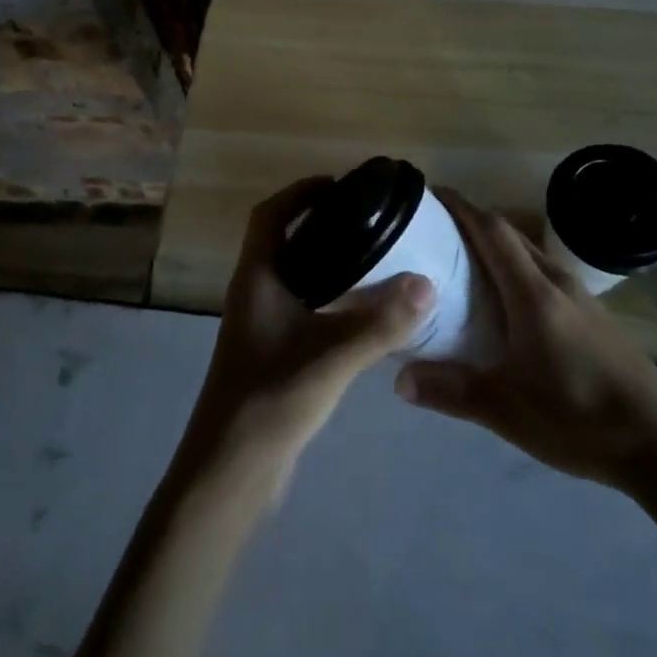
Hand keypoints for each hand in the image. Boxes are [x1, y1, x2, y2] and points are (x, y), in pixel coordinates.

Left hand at [180, 177, 435, 494]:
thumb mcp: (332, 357)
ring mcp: (261, 325)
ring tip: (375, 256)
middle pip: (283, 240)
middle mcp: (254, 293)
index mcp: (257, 278)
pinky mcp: (272, 352)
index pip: (270, 215)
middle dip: (321, 222)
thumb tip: (427, 283)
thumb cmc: (270, 400)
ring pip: (294, 276)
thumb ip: (380, 322)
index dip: (300, 192)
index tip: (341, 185)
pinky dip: (330, 296)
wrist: (229, 472)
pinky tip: (364, 312)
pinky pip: (303, 306)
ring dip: (327, 259)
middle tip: (369, 219)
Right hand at [394, 188, 656, 491]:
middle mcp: (558, 283)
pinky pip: (544, 276)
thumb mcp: (507, 412)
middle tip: (433, 232)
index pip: (493, 232)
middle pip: (510, 236)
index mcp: (534, 294)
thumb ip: (452, 392)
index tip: (431, 195)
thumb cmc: (580, 419)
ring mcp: (580, 299)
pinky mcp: (593, 317)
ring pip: (529, 255)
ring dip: (495, 248)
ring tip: (459, 264)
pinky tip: (503, 303)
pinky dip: (515, 271)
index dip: (462, 208)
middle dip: (473, 223)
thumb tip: (399, 380)